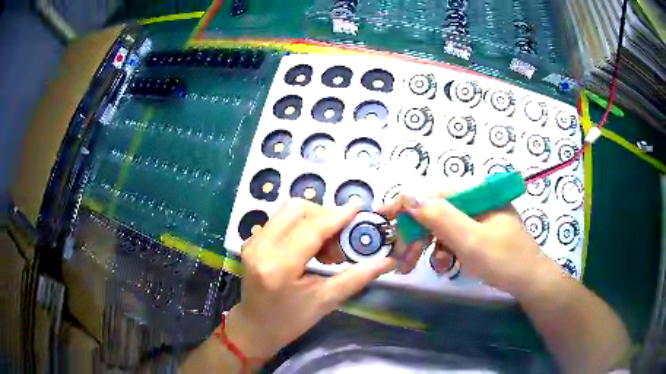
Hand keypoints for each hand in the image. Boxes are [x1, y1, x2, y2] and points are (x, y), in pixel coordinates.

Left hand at [225, 198, 395, 359]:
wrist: (256, 327)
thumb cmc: (290, 321)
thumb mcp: (326, 301)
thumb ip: (357, 277)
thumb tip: (388, 260)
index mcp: (278, 266)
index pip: (311, 228)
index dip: (337, 215)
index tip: (359, 208)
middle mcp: (260, 247)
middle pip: (297, 209)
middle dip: (325, 216)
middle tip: (340, 241)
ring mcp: (252, 242)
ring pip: (289, 211)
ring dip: (314, 221)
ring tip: (326, 249)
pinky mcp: (252, 241)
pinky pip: (281, 220)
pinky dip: (301, 226)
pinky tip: (310, 248)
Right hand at [379, 186, 551, 295]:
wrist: (529, 281)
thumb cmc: (503, 259)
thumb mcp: (470, 240)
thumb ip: (441, 217)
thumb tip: (409, 196)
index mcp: (476, 192)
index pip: (433, 191)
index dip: (406, 204)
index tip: (382, 217)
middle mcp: (475, 199)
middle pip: (435, 209)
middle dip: (415, 233)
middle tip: (399, 257)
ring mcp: (477, 215)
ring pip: (441, 225)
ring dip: (426, 245)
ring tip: (414, 266)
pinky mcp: (478, 231)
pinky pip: (452, 236)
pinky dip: (442, 250)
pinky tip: (442, 265)